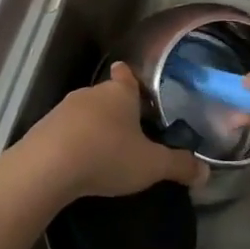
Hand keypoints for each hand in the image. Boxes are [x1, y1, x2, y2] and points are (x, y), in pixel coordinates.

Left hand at [17, 63, 204, 200]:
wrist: (46, 168)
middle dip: (116, 110)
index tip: (132, 80)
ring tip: (105, 149)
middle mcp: (91, 93)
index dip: (131, 77)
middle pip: (107, 95)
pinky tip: (78, 161)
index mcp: (120, 93)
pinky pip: (65, 131)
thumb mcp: (151, 165)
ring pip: (85, 113)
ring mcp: (63, 110)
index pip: (127, 75)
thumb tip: (206, 173)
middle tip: (130, 130)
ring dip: (93, 127)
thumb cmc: (107, 155)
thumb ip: (178, 166)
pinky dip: (73, 142)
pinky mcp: (43, 129)